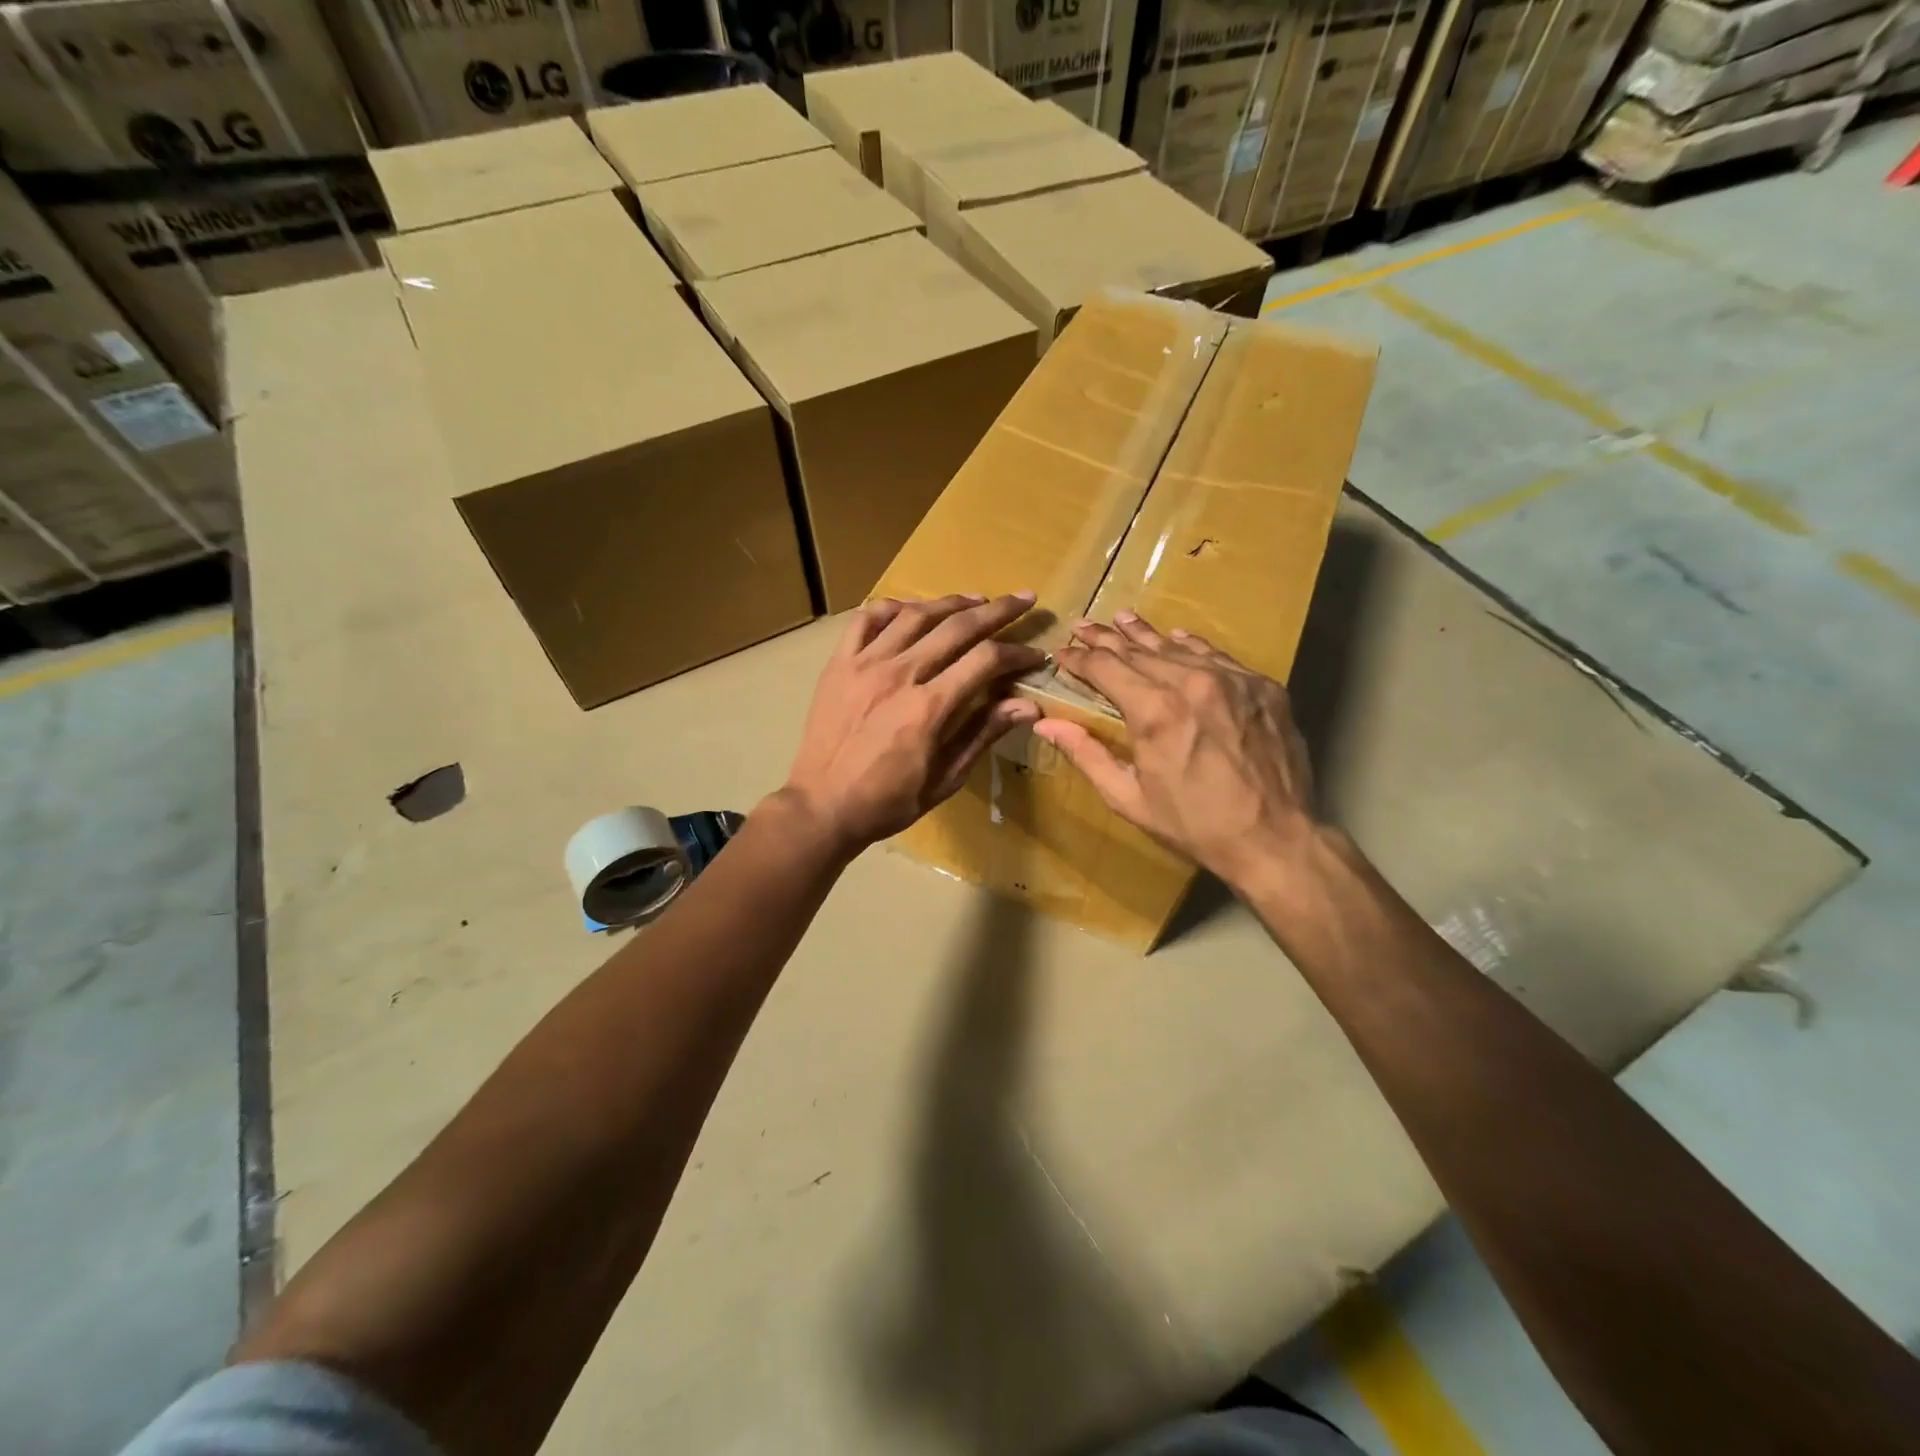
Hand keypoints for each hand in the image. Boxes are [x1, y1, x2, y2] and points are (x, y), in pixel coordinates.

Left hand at [780, 593, 1046, 854]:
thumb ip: (983, 734)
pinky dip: (893, 607)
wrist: (821, 806)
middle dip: (997, 611)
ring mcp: (864, 664)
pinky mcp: (839, 663)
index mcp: (928, 708)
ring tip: (977, 599)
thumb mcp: (944, 779)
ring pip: (915, 615)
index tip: (1036, 654)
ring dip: (951, 602)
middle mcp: (898, 675)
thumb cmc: (887, 802)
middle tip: (1023, 599)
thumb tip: (1028, 705)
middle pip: (956, 627)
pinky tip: (912, 609)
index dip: (1017, 653)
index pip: (984, 661)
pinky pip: (866, 619)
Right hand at [1033, 611, 1319, 888]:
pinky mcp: (1262, 687)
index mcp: (1155, 711)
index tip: (1061, 654)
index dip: (1079, 659)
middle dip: (1105, 639)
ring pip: (1178, 648)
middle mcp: (1192, 683)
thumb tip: (1045, 723)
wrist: (1274, 839)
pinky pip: (1218, 657)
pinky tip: (1178, 638)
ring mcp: (1233, 680)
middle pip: (1139, 650)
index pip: (1105, 668)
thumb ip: (1086, 754)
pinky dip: (1192, 646)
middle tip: (1083, 626)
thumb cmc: (1194, 825)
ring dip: (1145, 634)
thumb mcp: (1129, 798)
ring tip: (1122, 618)